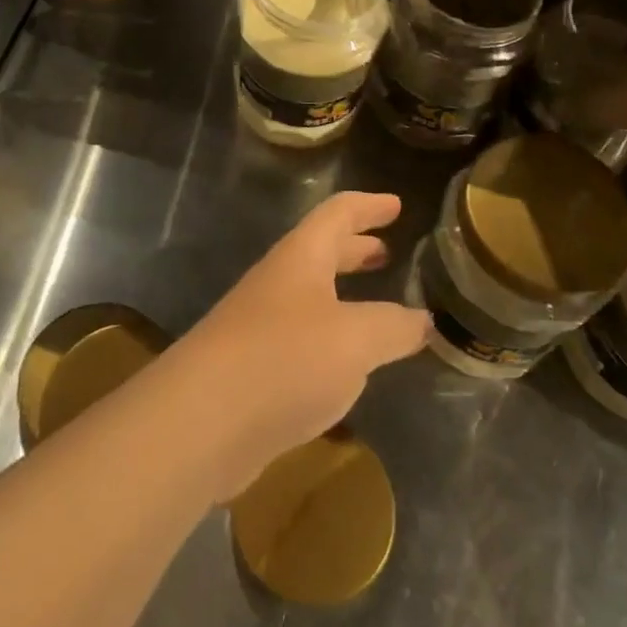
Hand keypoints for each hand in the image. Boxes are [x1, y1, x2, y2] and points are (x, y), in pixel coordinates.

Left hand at [171, 192, 429, 499]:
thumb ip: (394, 327)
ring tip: (377, 307)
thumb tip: (424, 321)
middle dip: (355, 249)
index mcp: (301, 258)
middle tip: (388, 251)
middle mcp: (278, 283)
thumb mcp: (356, 339)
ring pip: (311, 298)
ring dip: (343, 295)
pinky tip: (347, 365)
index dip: (369, 206)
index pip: (338, 213)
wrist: (201, 421)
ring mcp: (260, 325)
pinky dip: (331, 340)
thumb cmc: (285, 359)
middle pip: (321, 252)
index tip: (397, 204)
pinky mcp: (253, 369)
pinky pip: (301, 340)